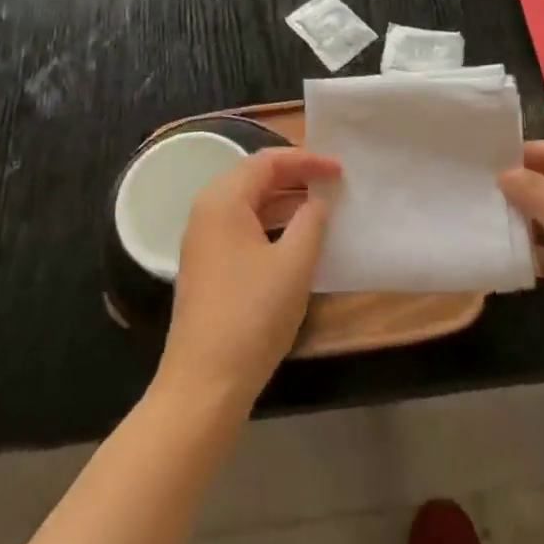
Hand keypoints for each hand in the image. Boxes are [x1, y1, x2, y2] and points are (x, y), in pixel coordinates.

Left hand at [155, 149, 340, 415]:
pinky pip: (243, 227)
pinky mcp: (207, 265)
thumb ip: (311, 221)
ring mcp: (203, 240)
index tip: (340, 169)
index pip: (268, 162)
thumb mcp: (294, 264)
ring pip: (249, 204)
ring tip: (322, 206)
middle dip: (295, 176)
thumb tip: (318, 201)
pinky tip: (297, 238)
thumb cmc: (253, 315)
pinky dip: (271, 223)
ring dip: (285, 201)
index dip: (307, 161)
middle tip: (332, 182)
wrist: (205, 383)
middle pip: (255, 178)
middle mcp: (207, 211)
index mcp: (223, 200)